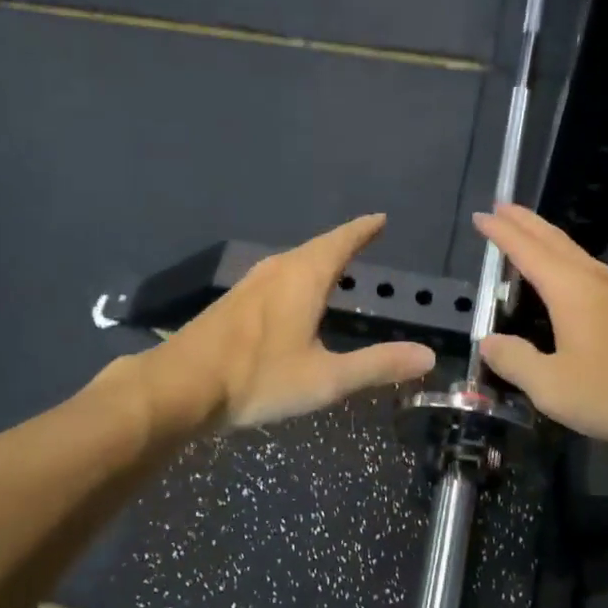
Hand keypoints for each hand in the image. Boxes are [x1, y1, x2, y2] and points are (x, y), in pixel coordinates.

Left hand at [153, 214, 436, 429]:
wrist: (180, 387)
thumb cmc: (258, 378)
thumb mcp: (326, 379)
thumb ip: (377, 365)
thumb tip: (428, 356)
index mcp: (303, 278)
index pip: (341, 242)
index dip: (362, 230)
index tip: (380, 219)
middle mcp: (276, 271)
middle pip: (316, 248)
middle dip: (342, 243)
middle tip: (363, 241)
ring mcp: (250, 285)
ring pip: (292, 262)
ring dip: (317, 260)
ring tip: (334, 266)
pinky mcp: (232, 303)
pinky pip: (276, 277)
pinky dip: (296, 277)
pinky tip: (293, 297)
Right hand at [473, 204, 607, 459]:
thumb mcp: (552, 387)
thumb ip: (515, 362)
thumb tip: (489, 342)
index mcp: (570, 289)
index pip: (526, 251)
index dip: (501, 233)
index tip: (480, 216)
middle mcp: (595, 280)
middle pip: (554, 240)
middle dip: (525, 223)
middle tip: (502, 208)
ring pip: (576, 253)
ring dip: (547, 239)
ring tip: (528, 235)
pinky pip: (590, 271)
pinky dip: (566, 261)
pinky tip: (568, 278)